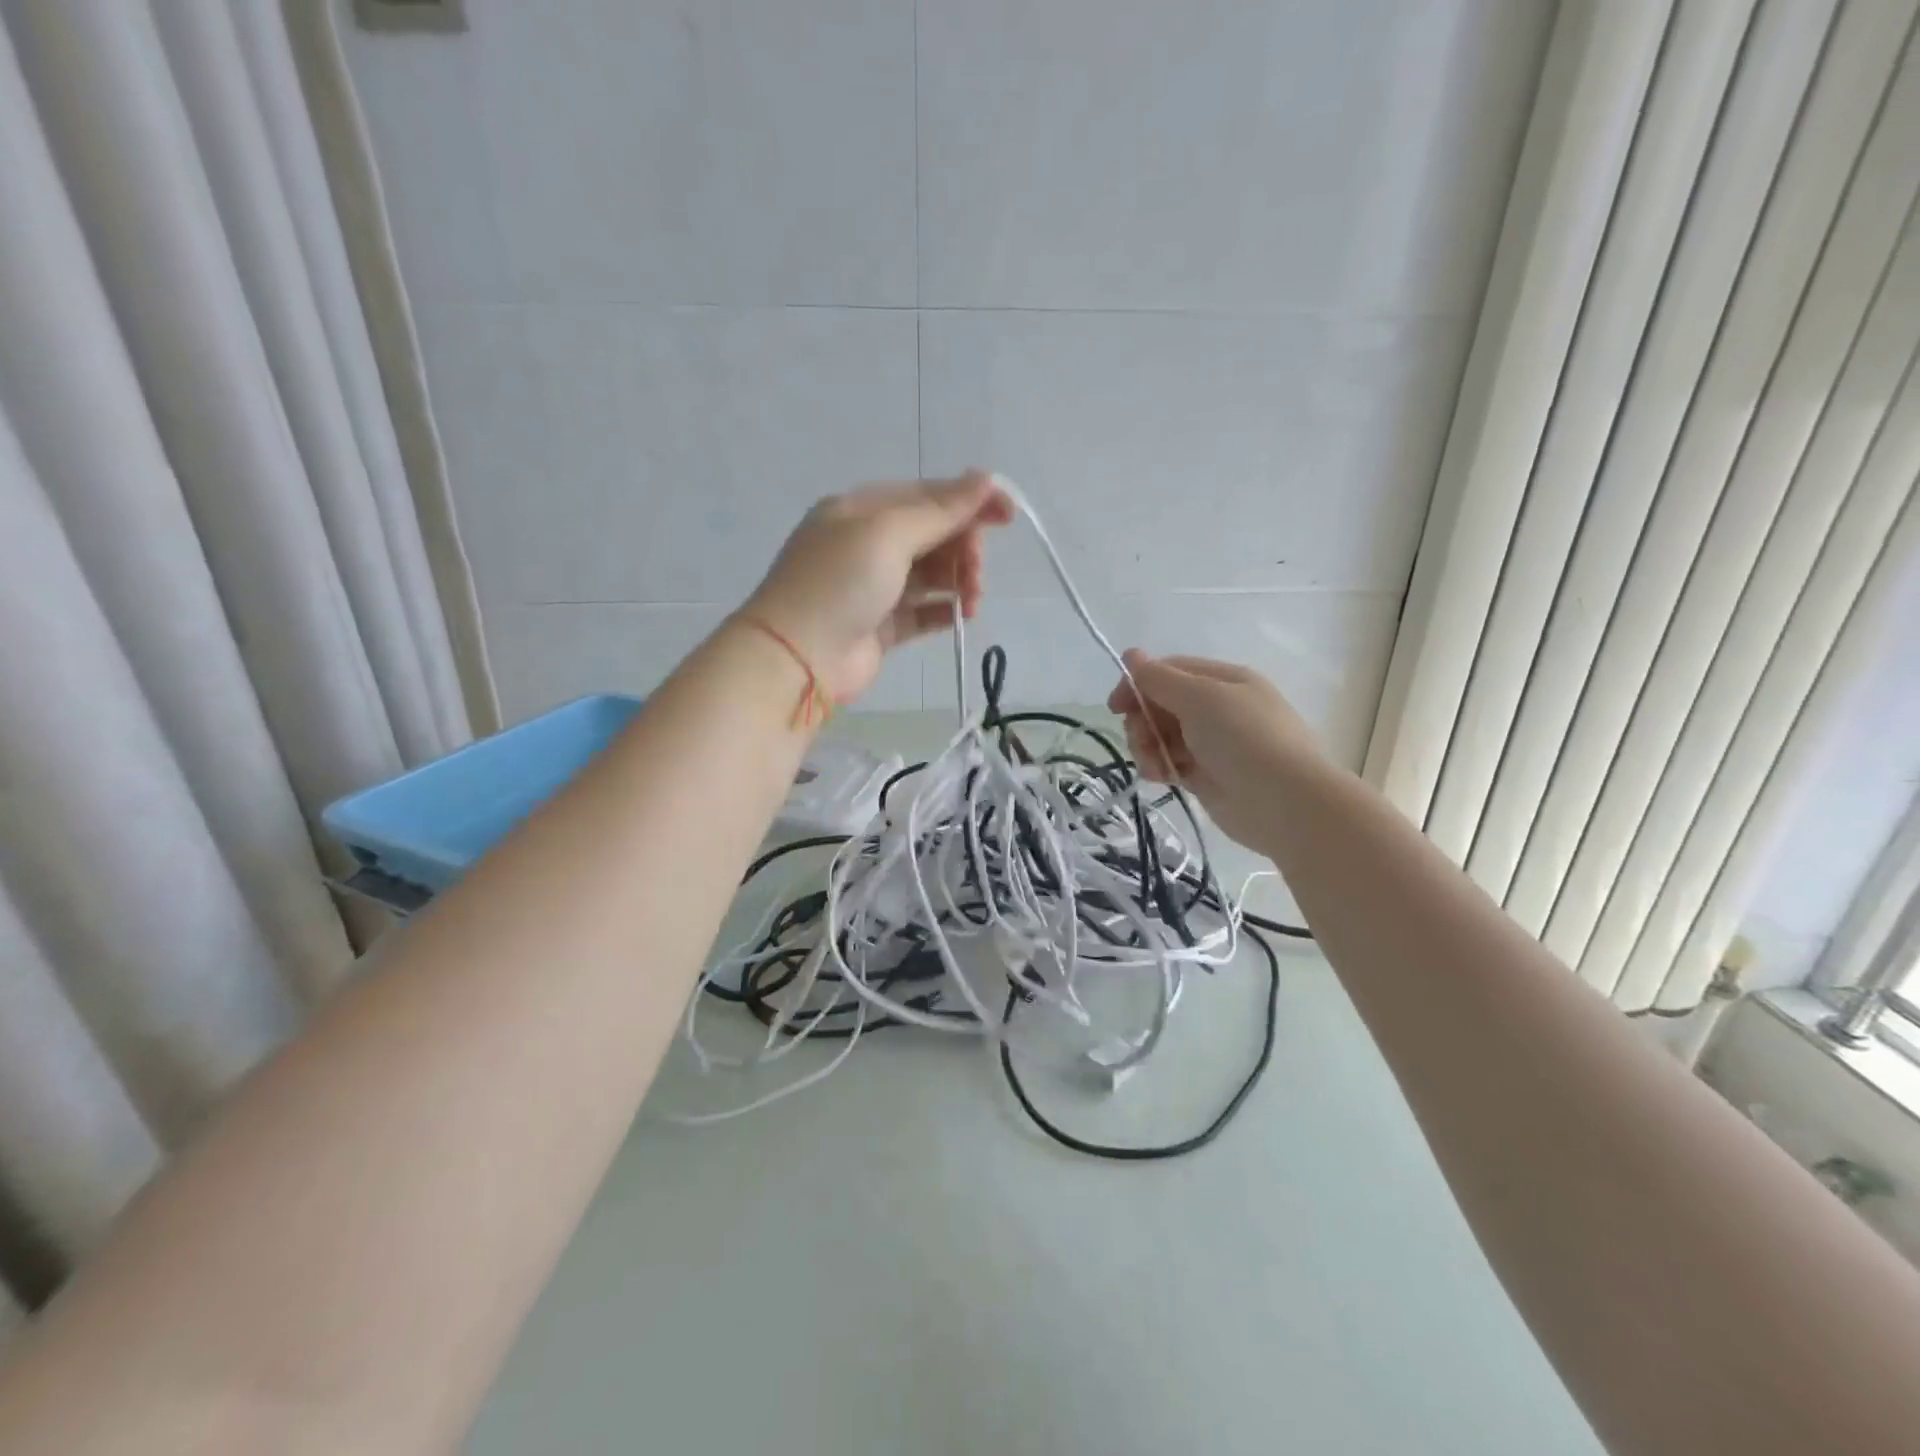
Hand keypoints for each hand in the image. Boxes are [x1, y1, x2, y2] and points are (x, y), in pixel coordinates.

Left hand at [742, 472, 1013, 701]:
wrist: (798, 658)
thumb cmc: (840, 583)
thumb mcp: (888, 533)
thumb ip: (940, 510)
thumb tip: (985, 478)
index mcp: (861, 510)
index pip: (926, 496)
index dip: (969, 502)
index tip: (1009, 516)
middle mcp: (866, 544)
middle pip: (932, 535)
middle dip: (963, 548)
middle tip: (975, 573)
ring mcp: (873, 587)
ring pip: (931, 573)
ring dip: (959, 579)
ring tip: (973, 599)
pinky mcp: (881, 626)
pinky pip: (923, 610)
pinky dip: (946, 609)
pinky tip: (963, 615)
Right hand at [1107, 651, 1321, 848]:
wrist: (1285, 803)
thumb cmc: (1244, 739)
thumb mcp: (1200, 698)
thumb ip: (1159, 679)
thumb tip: (1131, 654)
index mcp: (1223, 680)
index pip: (1169, 671)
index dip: (1138, 684)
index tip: (1115, 705)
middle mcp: (1218, 708)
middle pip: (1161, 704)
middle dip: (1143, 720)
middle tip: (1141, 737)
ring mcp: (1212, 743)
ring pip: (1162, 735)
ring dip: (1148, 746)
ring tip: (1154, 764)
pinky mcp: (1206, 775)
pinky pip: (1170, 762)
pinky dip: (1160, 767)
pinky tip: (1162, 777)